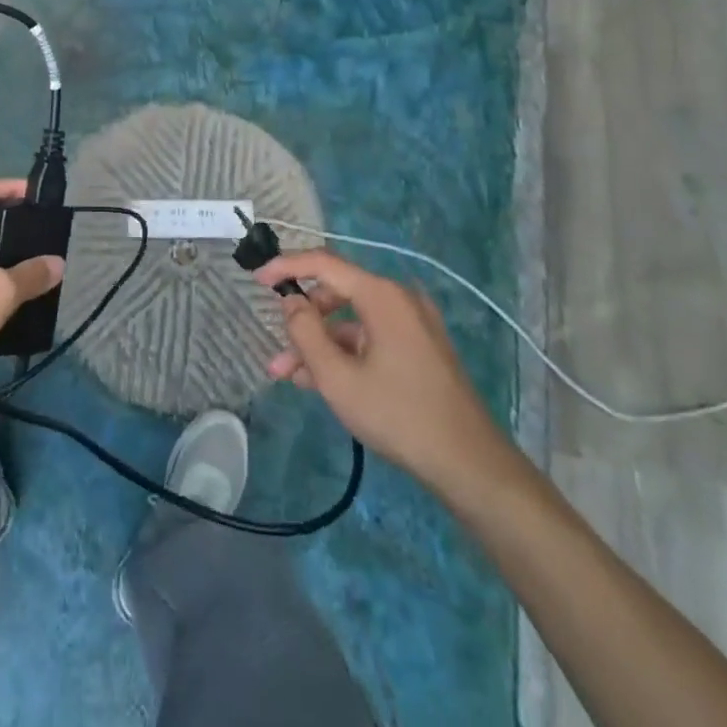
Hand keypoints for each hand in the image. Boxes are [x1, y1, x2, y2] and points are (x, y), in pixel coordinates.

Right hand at [256, 249, 518, 498]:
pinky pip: (371, 337)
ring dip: (320, 344)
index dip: (286, 266)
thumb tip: (291, 302)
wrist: (469, 463)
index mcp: (381, 295)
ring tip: (290, 376)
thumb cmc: (398, 415)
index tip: (256, 278)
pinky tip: (322, 382)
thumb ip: (306, 333)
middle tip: (276, 347)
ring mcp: (413, 323)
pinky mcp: (419, 346)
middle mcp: (399, 298)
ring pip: (352, 321)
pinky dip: (345, 353)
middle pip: (337, 292)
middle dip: (302, 320)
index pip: (324, 263)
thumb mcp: (338, 378)